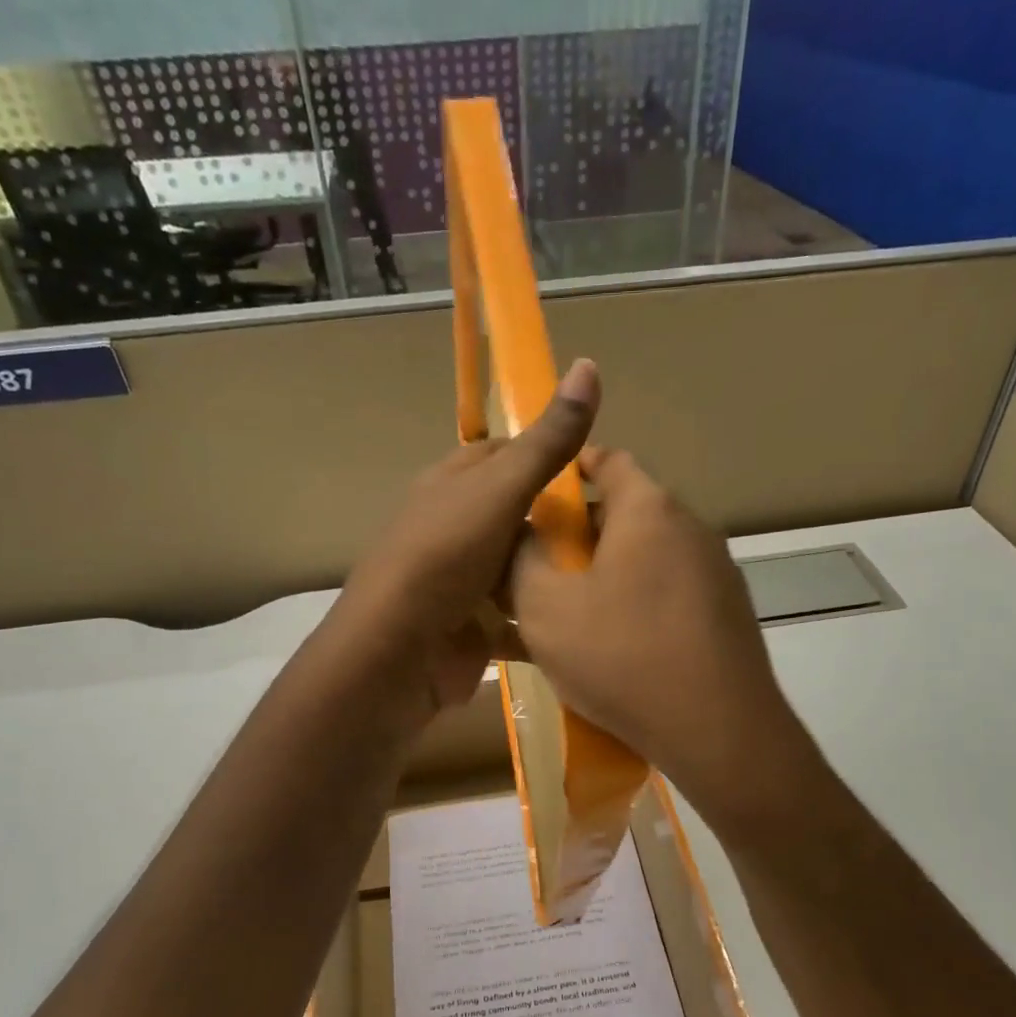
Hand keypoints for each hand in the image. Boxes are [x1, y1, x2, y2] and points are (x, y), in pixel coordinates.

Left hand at [340, 359, 600, 712]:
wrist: (398, 653)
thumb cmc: (444, 558)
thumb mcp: (500, 490)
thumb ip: (546, 442)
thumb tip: (588, 364)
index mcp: (451, 484)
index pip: (503, 454)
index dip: (546, 454)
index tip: (598, 469)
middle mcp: (454, 528)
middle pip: (516, 514)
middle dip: (560, 521)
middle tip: (617, 529)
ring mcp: (462, 582)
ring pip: (518, 568)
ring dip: (554, 572)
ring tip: (613, 572)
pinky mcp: (472, 628)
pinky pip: (515, 618)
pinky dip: (541, 619)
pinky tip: (582, 619)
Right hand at [509, 445, 810, 830]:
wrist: (718, 731)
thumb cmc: (621, 656)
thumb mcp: (545, 608)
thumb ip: (521, 560)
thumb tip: (521, 536)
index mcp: (649, 510)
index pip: (609, 460)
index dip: (571, 468)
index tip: (539, 493)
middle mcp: (692, 530)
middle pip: (626, 514)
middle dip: (579, 535)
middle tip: (540, 569)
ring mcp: (717, 575)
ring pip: (646, 561)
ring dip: (606, 576)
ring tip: (568, 615)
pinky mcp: (728, 617)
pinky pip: (668, 597)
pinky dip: (636, 607)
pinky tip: (613, 649)